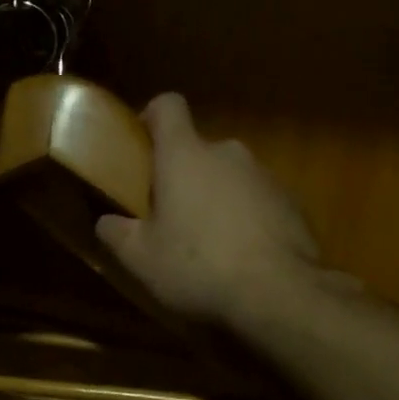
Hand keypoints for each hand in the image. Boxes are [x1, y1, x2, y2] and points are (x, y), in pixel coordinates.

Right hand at [96, 93, 347, 326]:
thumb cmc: (198, 266)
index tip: (142, 147)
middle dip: (183, 176)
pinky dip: (246, 218)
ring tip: (209, 244)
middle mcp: (227, 152)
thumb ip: (116, 233)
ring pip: (229, 177)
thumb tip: (106, 222)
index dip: (152, 118)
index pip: (168, 106)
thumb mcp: (141, 259)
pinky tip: (242, 256)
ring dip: (216, 198)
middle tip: (170, 216)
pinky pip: (258, 200)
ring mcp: (264, 175)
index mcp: (185, 155)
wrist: (278, 292)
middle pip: (198, 150)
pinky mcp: (292, 202)